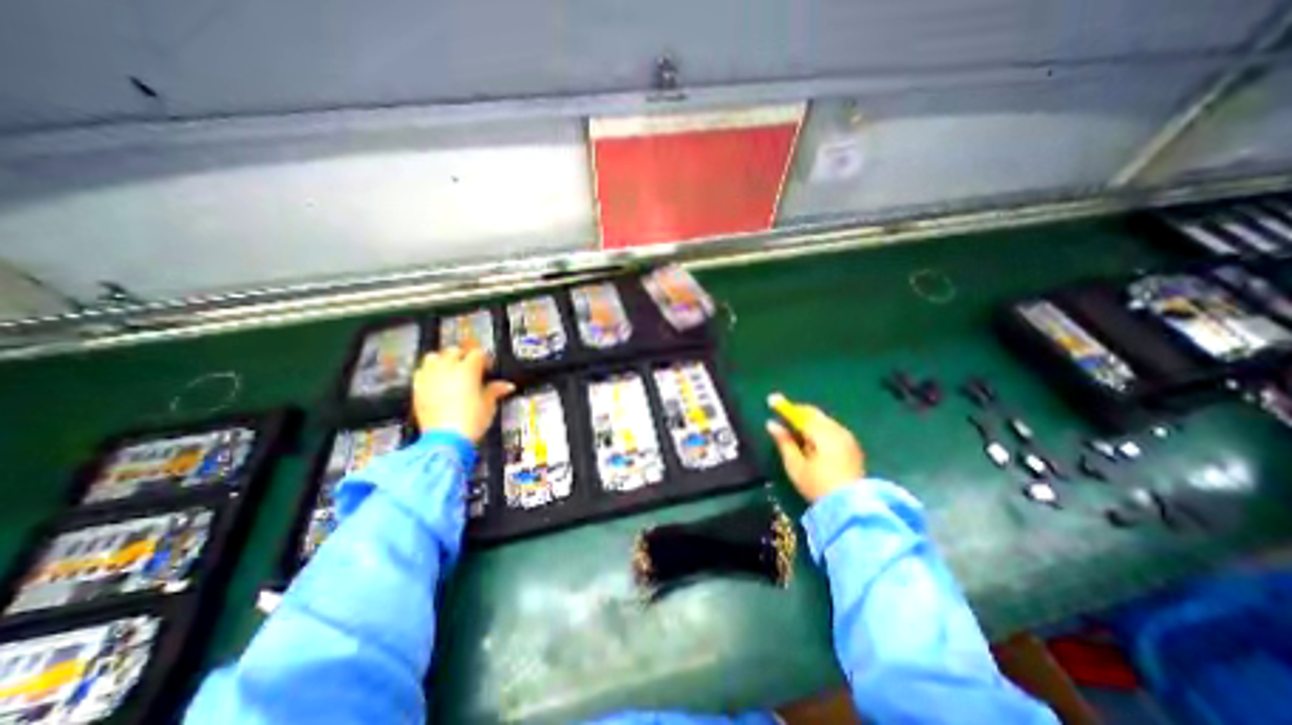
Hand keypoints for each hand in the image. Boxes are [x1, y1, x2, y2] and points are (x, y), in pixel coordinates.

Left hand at [413, 346, 514, 440]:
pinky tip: (436, 382)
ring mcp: (430, 377)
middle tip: (470, 369)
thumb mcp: (489, 405)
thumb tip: (507, 385)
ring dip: (442, 360)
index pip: (477, 353)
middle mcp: (447, 368)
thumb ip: (495, 390)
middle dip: (463, 356)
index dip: (484, 360)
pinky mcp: (417, 389)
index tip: (488, 369)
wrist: (446, 439)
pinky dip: (428, 373)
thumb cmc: (471, 420)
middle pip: (454, 351)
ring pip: (433, 357)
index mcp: (468, 369)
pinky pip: (421, 372)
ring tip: (450, 371)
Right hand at [764, 396, 866, 502]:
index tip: (771, 400)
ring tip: (795, 425)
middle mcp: (836, 430)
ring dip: (809, 419)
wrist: (852, 508)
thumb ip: (783, 442)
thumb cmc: (818, 486)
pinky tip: (812, 436)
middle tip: (782, 411)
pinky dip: (819, 427)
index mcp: (821, 433)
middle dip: (797, 411)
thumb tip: (771, 424)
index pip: (800, 413)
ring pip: (824, 420)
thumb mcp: (795, 465)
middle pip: (814, 414)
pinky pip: (832, 428)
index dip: (784, 407)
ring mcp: (847, 437)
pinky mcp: (853, 446)